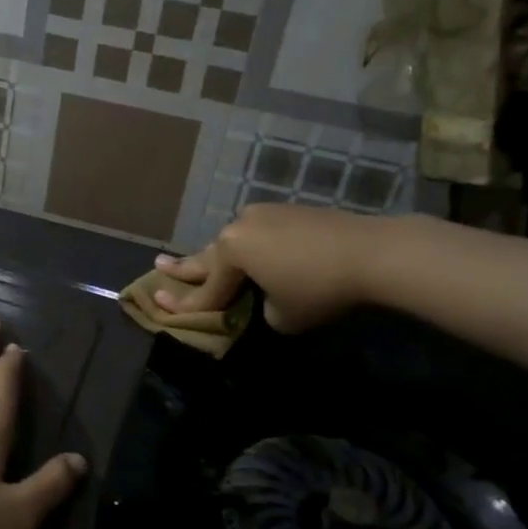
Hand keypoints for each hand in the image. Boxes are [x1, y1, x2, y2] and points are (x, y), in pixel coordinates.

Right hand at [153, 203, 377, 334]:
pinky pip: (257, 234)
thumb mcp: (282, 316)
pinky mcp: (287, 212)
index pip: (206, 289)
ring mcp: (263, 215)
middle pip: (207, 256)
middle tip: (157, 266)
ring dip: (219, 257)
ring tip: (199, 262)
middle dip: (182, 266)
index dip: (183, 305)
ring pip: (232, 243)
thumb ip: (261, 308)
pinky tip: (251, 253)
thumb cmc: (319, 288)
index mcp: (230, 253)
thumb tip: (266, 297)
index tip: (157, 305)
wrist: (370, 251)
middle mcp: (238, 228)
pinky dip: (250, 249)